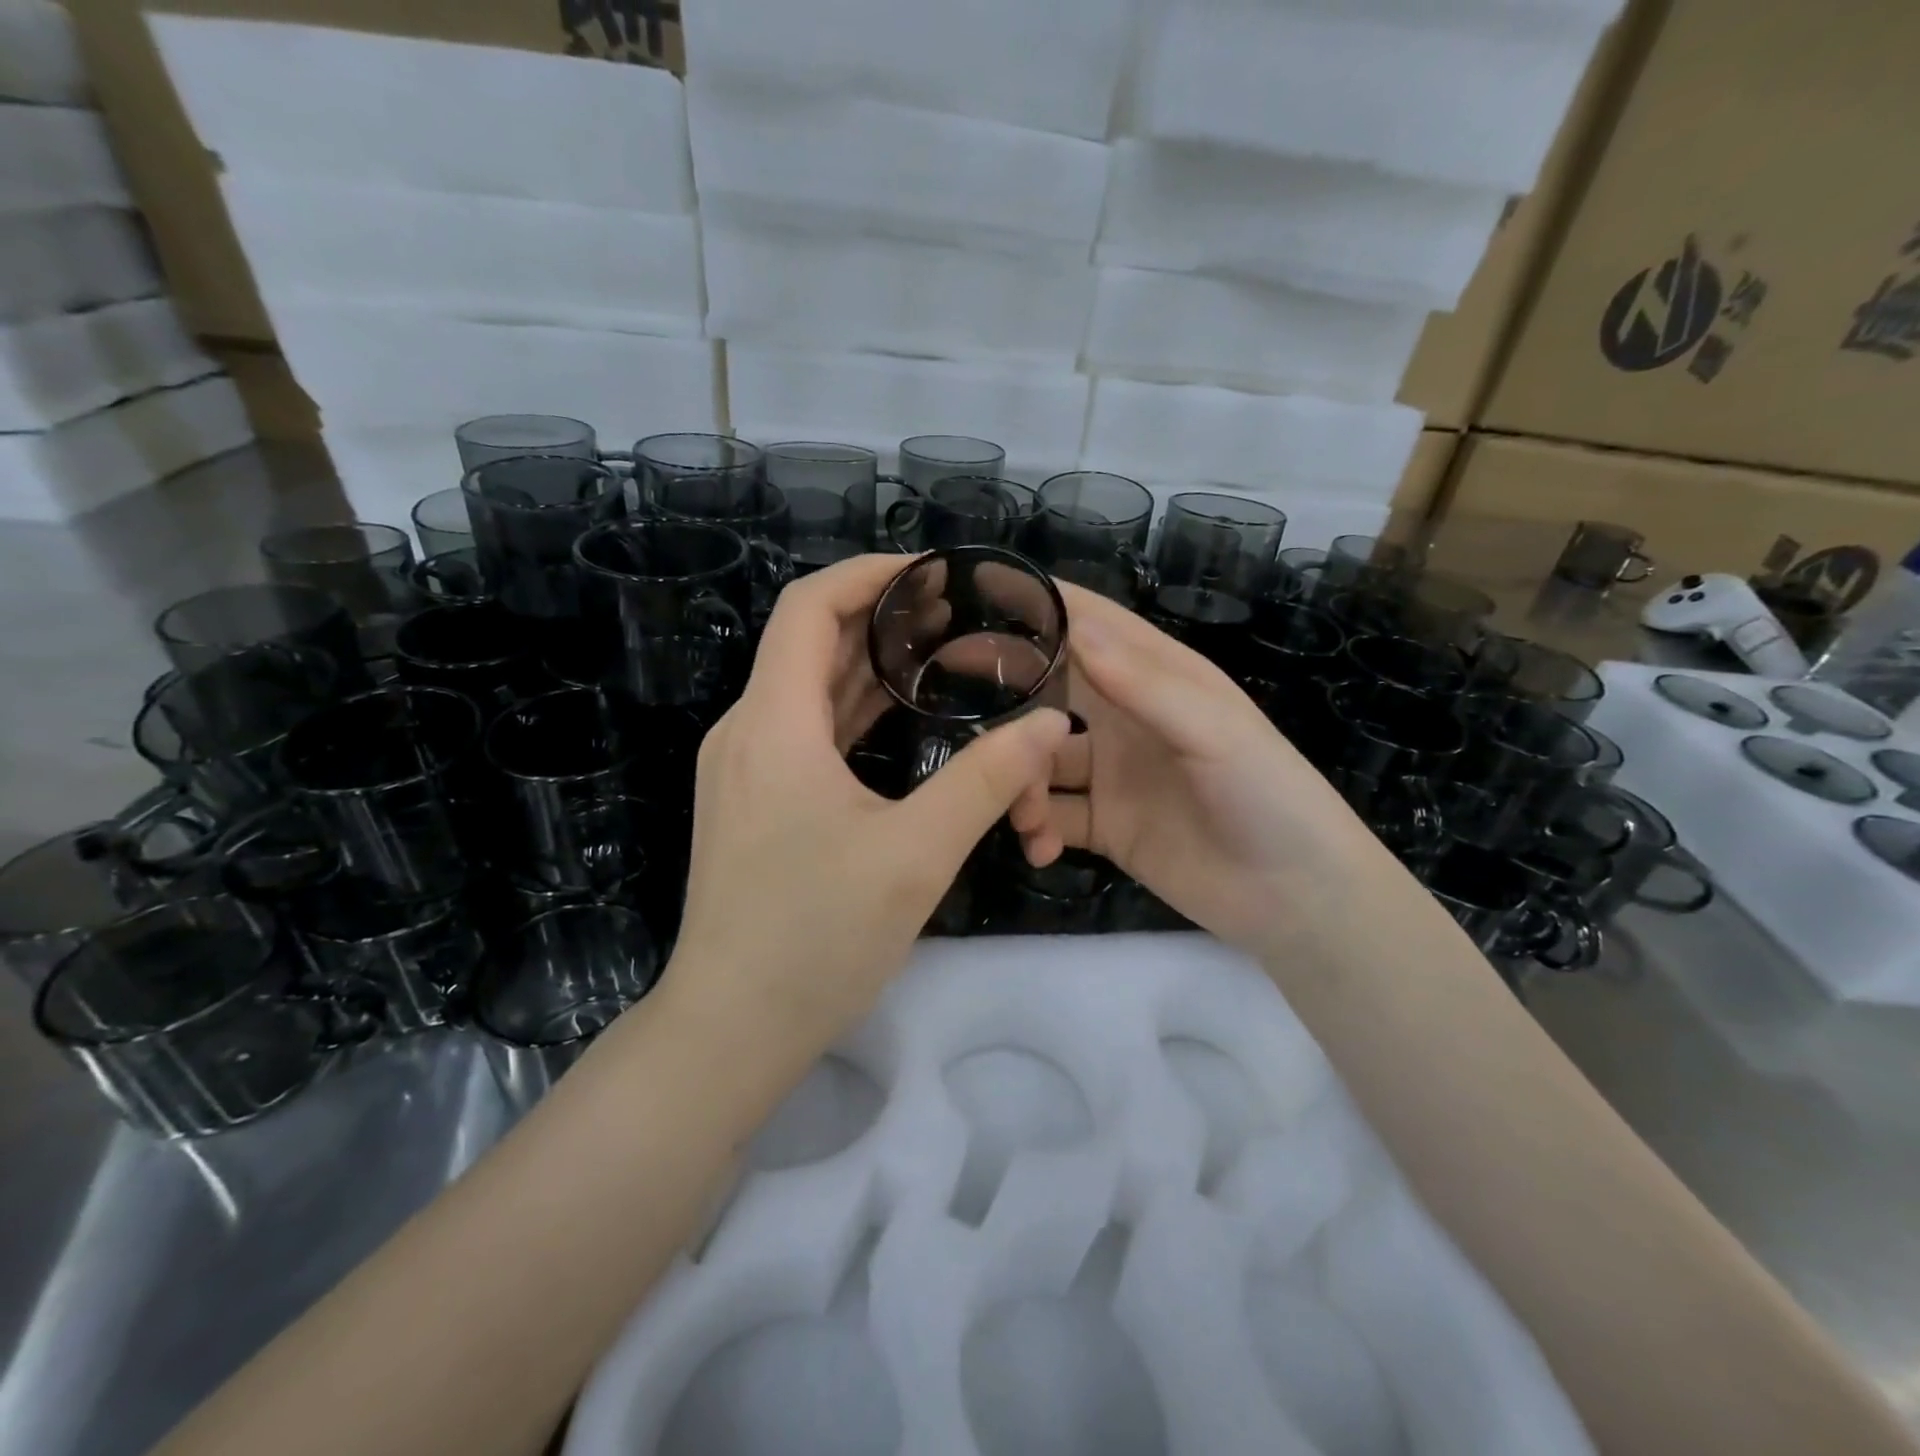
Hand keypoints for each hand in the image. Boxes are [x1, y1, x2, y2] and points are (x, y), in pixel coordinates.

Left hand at [664, 555, 1071, 1049]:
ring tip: (941, 653)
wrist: (730, 1029)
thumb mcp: (916, 855)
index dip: (871, 574)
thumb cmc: (816, 939)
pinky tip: (902, 718)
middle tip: (958, 614)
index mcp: (774, 724)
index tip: (935, 573)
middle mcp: (748, 732)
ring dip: (871, 666)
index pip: (809, 606)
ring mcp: (745, 770)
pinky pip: (806, 732)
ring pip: (809, 689)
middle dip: (882, 617)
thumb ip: (987, 781)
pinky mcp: (753, 803)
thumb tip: (1047, 725)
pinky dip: (854, 711)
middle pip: (810, 641)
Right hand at [1010, 584, 1392, 959]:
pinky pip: (1053, 817)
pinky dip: (1037, 829)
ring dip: (1019, 781)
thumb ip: (1143, 683)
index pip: (1090, 626)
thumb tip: (1073, 628)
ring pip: (1040, 761)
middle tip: (947, 695)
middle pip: (1051, 690)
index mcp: (1157, 678)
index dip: (1040, 608)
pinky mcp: (1105, 826)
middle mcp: (1127, 718)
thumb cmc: (1268, 796)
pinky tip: (1040, 848)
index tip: (977, 594)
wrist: (1296, 898)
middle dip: (1007, 693)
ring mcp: (1112, 774)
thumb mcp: (1214, 731)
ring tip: (1021, 812)